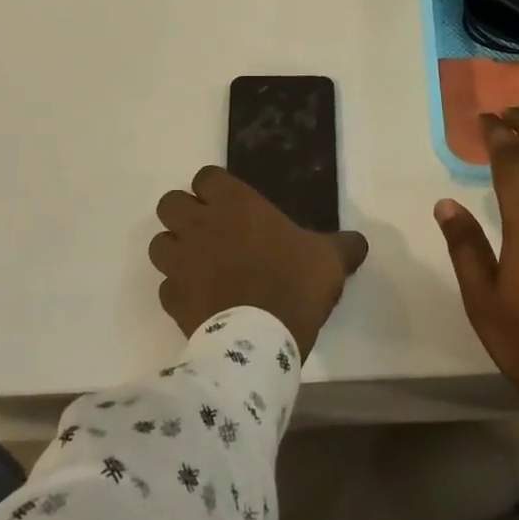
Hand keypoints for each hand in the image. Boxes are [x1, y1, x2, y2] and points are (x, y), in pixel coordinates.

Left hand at [149, 167, 369, 358]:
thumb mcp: (330, 260)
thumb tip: (359, 242)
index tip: (232, 205)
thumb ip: (343, 246)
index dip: (215, 189)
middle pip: (170, 203)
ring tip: (199, 263)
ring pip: (159, 243)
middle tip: (211, 230)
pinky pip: (165, 286)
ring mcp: (181, 263)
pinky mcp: (172, 299)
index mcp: (235, 204)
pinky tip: (199, 299)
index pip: (206, 177)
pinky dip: (178, 289)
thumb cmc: (294, 284)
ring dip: (175, 249)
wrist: (260, 342)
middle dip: (185, 213)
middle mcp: (200, 225)